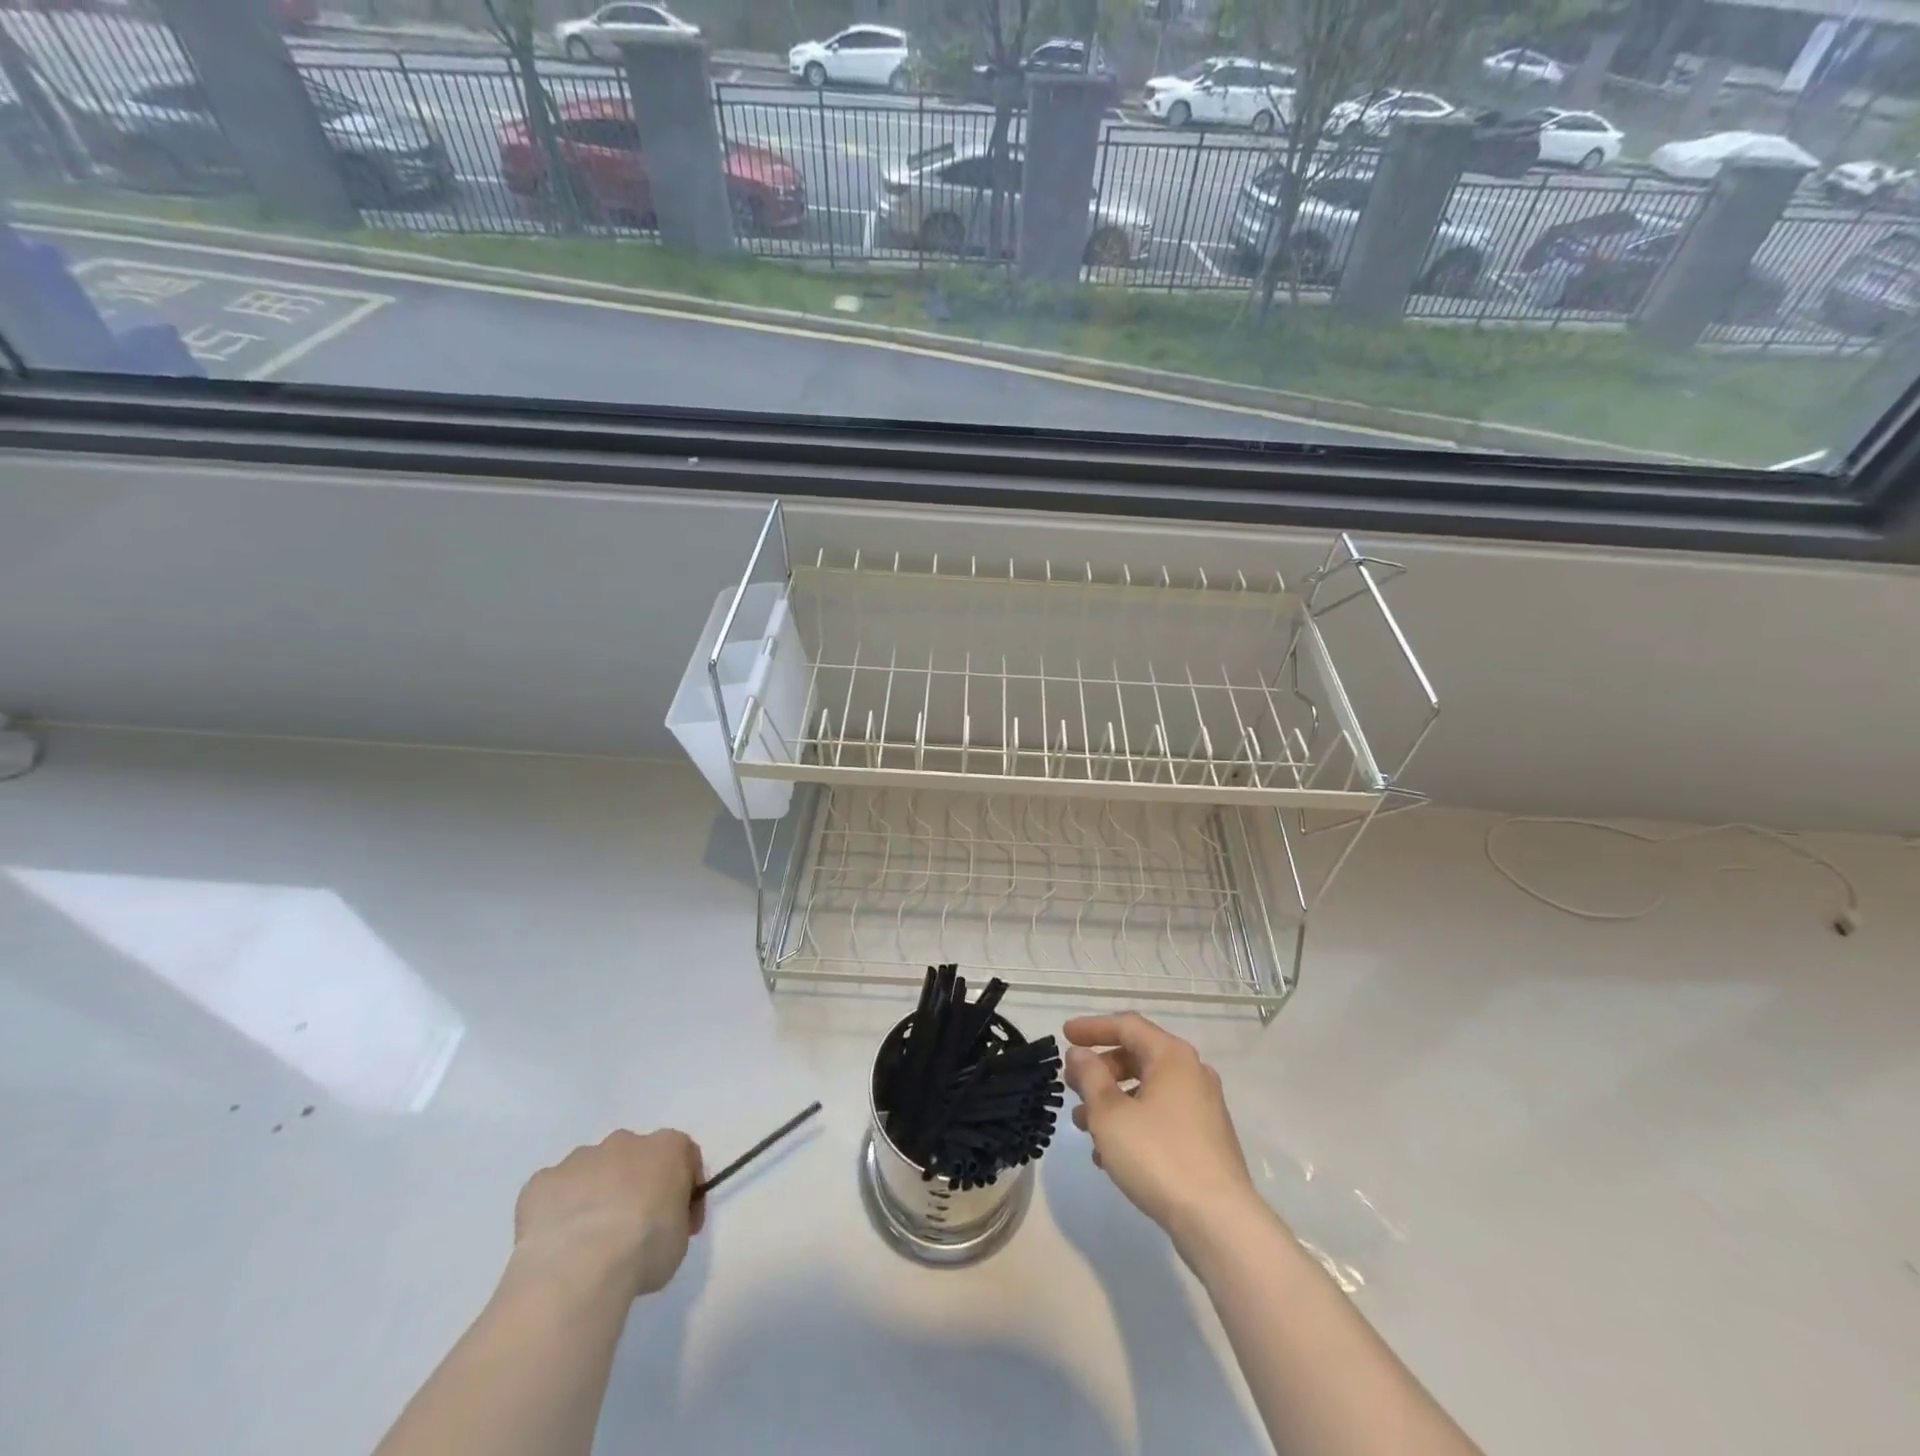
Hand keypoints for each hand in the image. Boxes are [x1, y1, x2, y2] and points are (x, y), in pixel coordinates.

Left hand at [509, 1129, 703, 1301]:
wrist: (580, 1267)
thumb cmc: (644, 1248)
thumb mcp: (680, 1239)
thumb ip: (674, 1218)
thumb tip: (659, 1223)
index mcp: (667, 1147)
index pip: (684, 1157)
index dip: (684, 1189)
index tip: (681, 1223)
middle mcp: (625, 1141)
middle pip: (634, 1158)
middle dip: (633, 1187)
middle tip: (630, 1232)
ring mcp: (579, 1158)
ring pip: (591, 1172)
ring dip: (594, 1196)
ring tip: (587, 1244)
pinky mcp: (541, 1182)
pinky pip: (553, 1193)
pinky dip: (556, 1213)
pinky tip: (557, 1246)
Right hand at [1063, 1012, 1259, 1242]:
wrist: (1218, 1222)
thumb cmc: (1158, 1156)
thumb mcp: (1110, 1114)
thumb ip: (1090, 1077)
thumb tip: (1080, 1054)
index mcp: (1172, 1057)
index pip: (1127, 1026)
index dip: (1092, 1027)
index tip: (1064, 1035)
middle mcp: (1192, 1074)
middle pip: (1138, 1056)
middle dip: (1100, 1069)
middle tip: (1072, 1084)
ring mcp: (1203, 1108)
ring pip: (1148, 1090)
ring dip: (1112, 1101)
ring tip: (1082, 1125)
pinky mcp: (1205, 1141)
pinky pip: (1160, 1117)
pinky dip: (1133, 1123)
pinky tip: (1109, 1154)